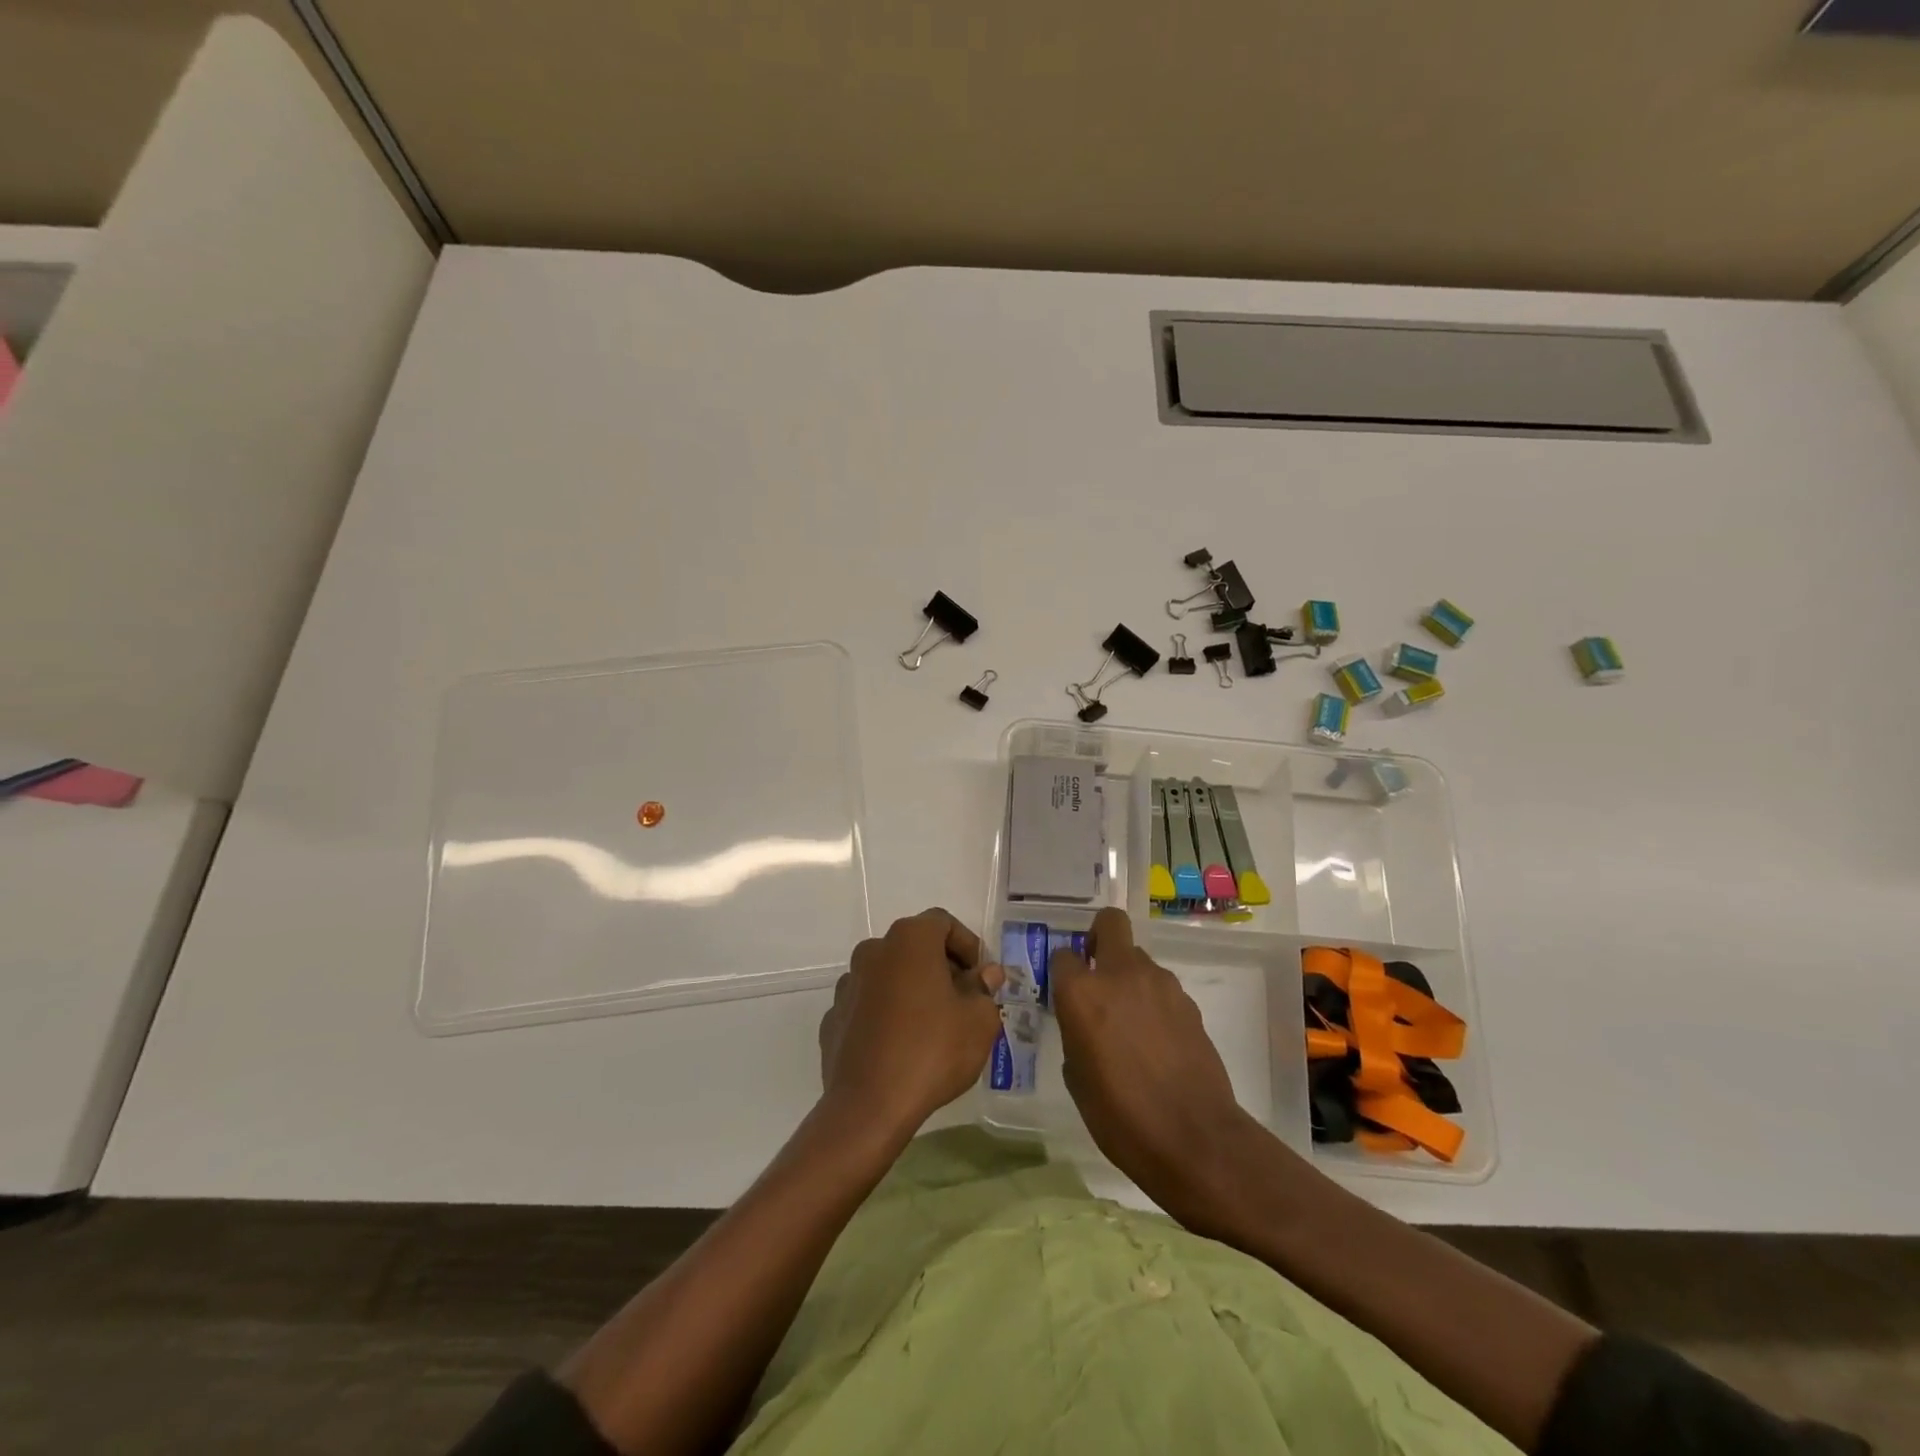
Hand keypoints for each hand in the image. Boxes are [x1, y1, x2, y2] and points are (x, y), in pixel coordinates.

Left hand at [818, 909, 1006, 1137]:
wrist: (869, 1106)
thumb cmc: (932, 1051)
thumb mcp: (979, 1020)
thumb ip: (984, 989)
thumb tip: (985, 974)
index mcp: (909, 940)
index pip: (943, 922)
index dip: (967, 945)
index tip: (979, 977)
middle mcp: (874, 951)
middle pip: (914, 946)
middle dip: (941, 967)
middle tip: (962, 1000)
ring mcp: (848, 984)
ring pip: (889, 975)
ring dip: (911, 989)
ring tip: (932, 1026)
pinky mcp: (834, 1017)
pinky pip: (868, 1005)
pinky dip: (886, 1014)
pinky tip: (900, 1046)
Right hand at [1051, 908, 1269, 1232]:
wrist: (1194, 1139)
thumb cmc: (1120, 1116)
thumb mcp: (1077, 1077)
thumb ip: (1075, 1031)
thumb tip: (1084, 1020)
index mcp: (1082, 993)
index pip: (1062, 955)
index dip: (1062, 971)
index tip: (1064, 992)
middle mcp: (1120, 974)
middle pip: (1110, 923)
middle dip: (1099, 936)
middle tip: (1096, 971)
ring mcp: (1160, 984)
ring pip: (1139, 957)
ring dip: (1129, 976)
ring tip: (1130, 1021)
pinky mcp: (1188, 1002)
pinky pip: (1161, 986)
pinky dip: (1153, 1000)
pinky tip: (1156, 1040)